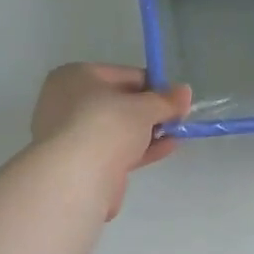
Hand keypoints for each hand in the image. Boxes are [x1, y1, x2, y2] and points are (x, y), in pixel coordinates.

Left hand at [32, 63, 192, 218]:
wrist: (77, 178)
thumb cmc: (107, 126)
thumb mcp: (144, 107)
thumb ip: (166, 100)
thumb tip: (184, 92)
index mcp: (75, 77)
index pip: (123, 75)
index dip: (153, 85)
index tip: (177, 98)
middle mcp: (68, 102)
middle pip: (120, 103)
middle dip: (151, 111)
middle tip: (178, 117)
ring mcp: (73, 135)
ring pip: (118, 129)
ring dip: (148, 131)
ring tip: (178, 133)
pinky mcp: (82, 163)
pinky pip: (116, 150)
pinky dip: (140, 149)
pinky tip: (167, 148)